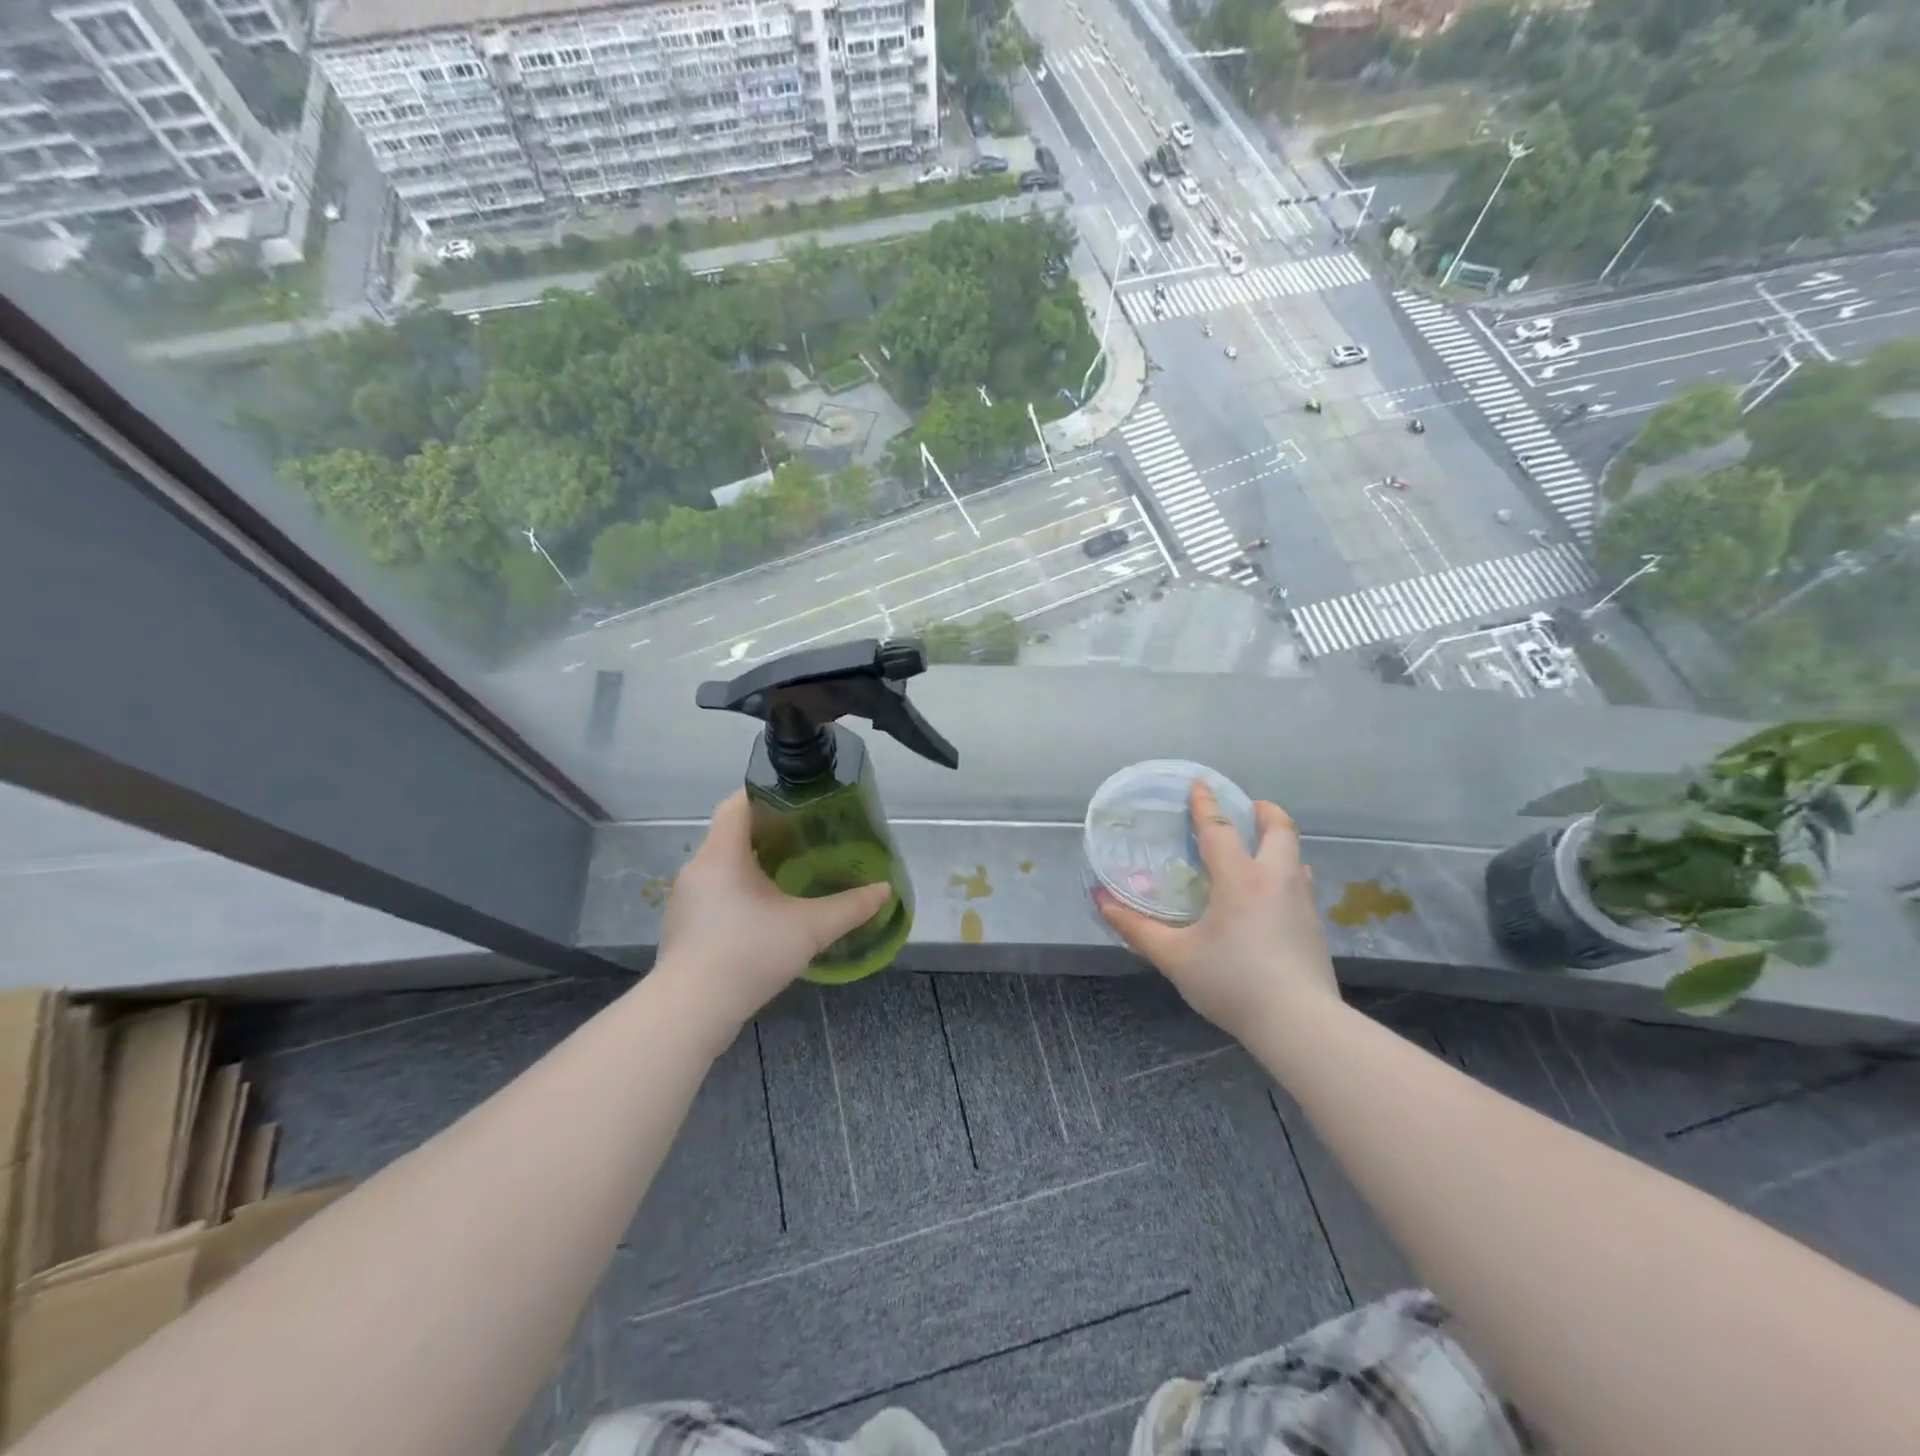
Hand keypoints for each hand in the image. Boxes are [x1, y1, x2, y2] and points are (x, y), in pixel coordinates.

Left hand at [654, 791, 892, 1044]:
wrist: (691, 1012)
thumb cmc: (748, 955)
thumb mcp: (809, 929)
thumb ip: (850, 907)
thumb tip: (885, 890)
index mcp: (722, 854)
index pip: (738, 802)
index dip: (767, 793)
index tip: (800, 800)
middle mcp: (699, 867)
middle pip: (732, 831)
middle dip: (769, 828)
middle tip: (808, 834)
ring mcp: (688, 897)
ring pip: (724, 862)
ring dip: (755, 860)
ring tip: (793, 868)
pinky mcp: (686, 924)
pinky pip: (716, 889)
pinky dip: (741, 887)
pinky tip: (767, 908)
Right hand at [1094, 782, 1338, 1040]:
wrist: (1299, 1024)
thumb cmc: (1231, 982)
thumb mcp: (1175, 957)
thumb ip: (1137, 929)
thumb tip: (1102, 903)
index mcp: (1239, 879)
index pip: (1219, 829)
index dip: (1206, 805)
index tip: (1199, 784)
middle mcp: (1276, 880)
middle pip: (1279, 829)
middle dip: (1264, 811)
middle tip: (1249, 807)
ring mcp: (1302, 903)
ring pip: (1296, 857)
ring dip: (1279, 843)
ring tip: (1260, 850)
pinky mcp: (1315, 927)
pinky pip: (1301, 885)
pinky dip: (1287, 874)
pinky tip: (1273, 898)